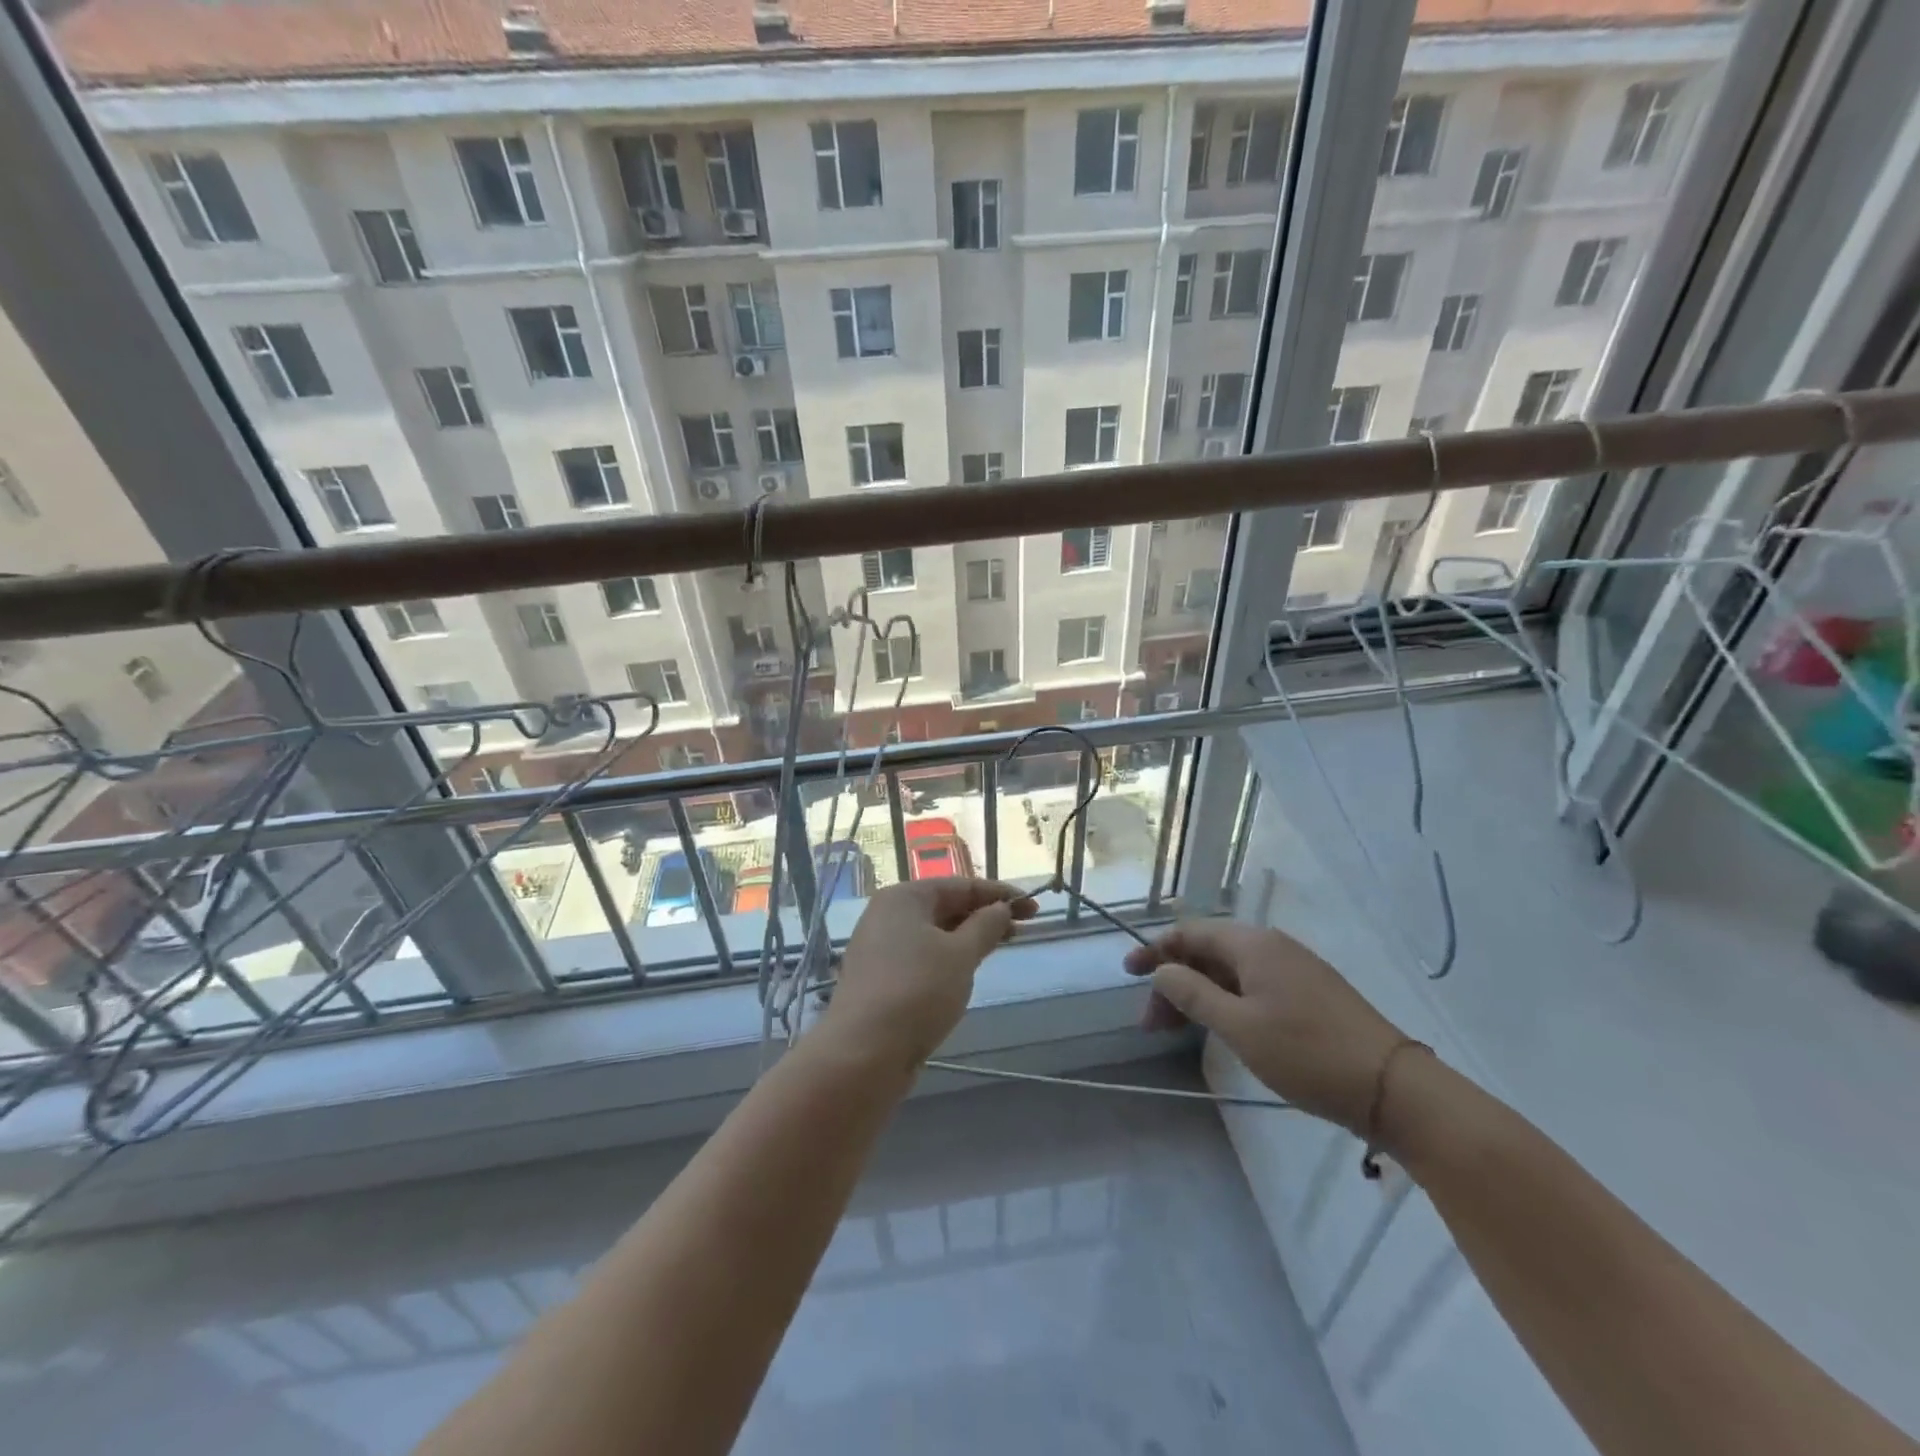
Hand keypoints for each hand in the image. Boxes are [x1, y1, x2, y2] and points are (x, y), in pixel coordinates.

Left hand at [824, 879, 1038, 1066]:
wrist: (863, 1052)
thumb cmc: (917, 991)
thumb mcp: (961, 955)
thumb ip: (986, 926)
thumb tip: (1001, 908)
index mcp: (904, 897)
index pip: (961, 885)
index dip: (1000, 895)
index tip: (1033, 907)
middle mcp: (887, 914)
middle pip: (945, 906)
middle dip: (984, 916)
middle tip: (1022, 929)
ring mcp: (880, 947)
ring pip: (934, 934)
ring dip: (968, 938)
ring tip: (999, 948)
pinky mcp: (880, 978)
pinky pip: (922, 956)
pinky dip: (947, 959)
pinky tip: (965, 973)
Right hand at [1125, 919, 1406, 1133]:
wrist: (1394, 1088)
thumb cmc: (1308, 1054)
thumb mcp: (1239, 1027)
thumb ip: (1193, 995)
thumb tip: (1162, 971)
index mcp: (1253, 945)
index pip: (1191, 933)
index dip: (1155, 950)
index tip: (1127, 974)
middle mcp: (1273, 947)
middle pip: (1209, 952)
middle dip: (1175, 982)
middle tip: (1153, 1024)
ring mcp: (1295, 970)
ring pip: (1231, 972)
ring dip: (1199, 995)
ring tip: (1179, 1032)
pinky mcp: (1311, 994)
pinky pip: (1254, 986)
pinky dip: (1226, 1002)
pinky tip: (1222, 1029)